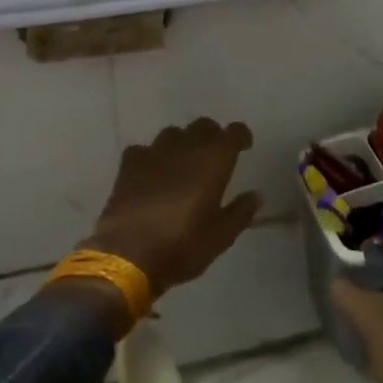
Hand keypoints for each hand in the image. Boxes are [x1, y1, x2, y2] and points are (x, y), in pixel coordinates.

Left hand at [84, 119, 262, 294]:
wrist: (127, 257)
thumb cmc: (182, 247)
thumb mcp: (221, 237)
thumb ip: (240, 212)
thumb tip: (254, 195)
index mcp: (213, 162)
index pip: (233, 132)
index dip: (241, 136)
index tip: (244, 147)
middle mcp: (186, 148)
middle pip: (203, 125)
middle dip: (212, 136)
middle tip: (214, 155)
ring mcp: (154, 153)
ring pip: (172, 133)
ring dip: (182, 143)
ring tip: (182, 162)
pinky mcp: (129, 165)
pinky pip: (143, 150)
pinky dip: (151, 157)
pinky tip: (150, 173)